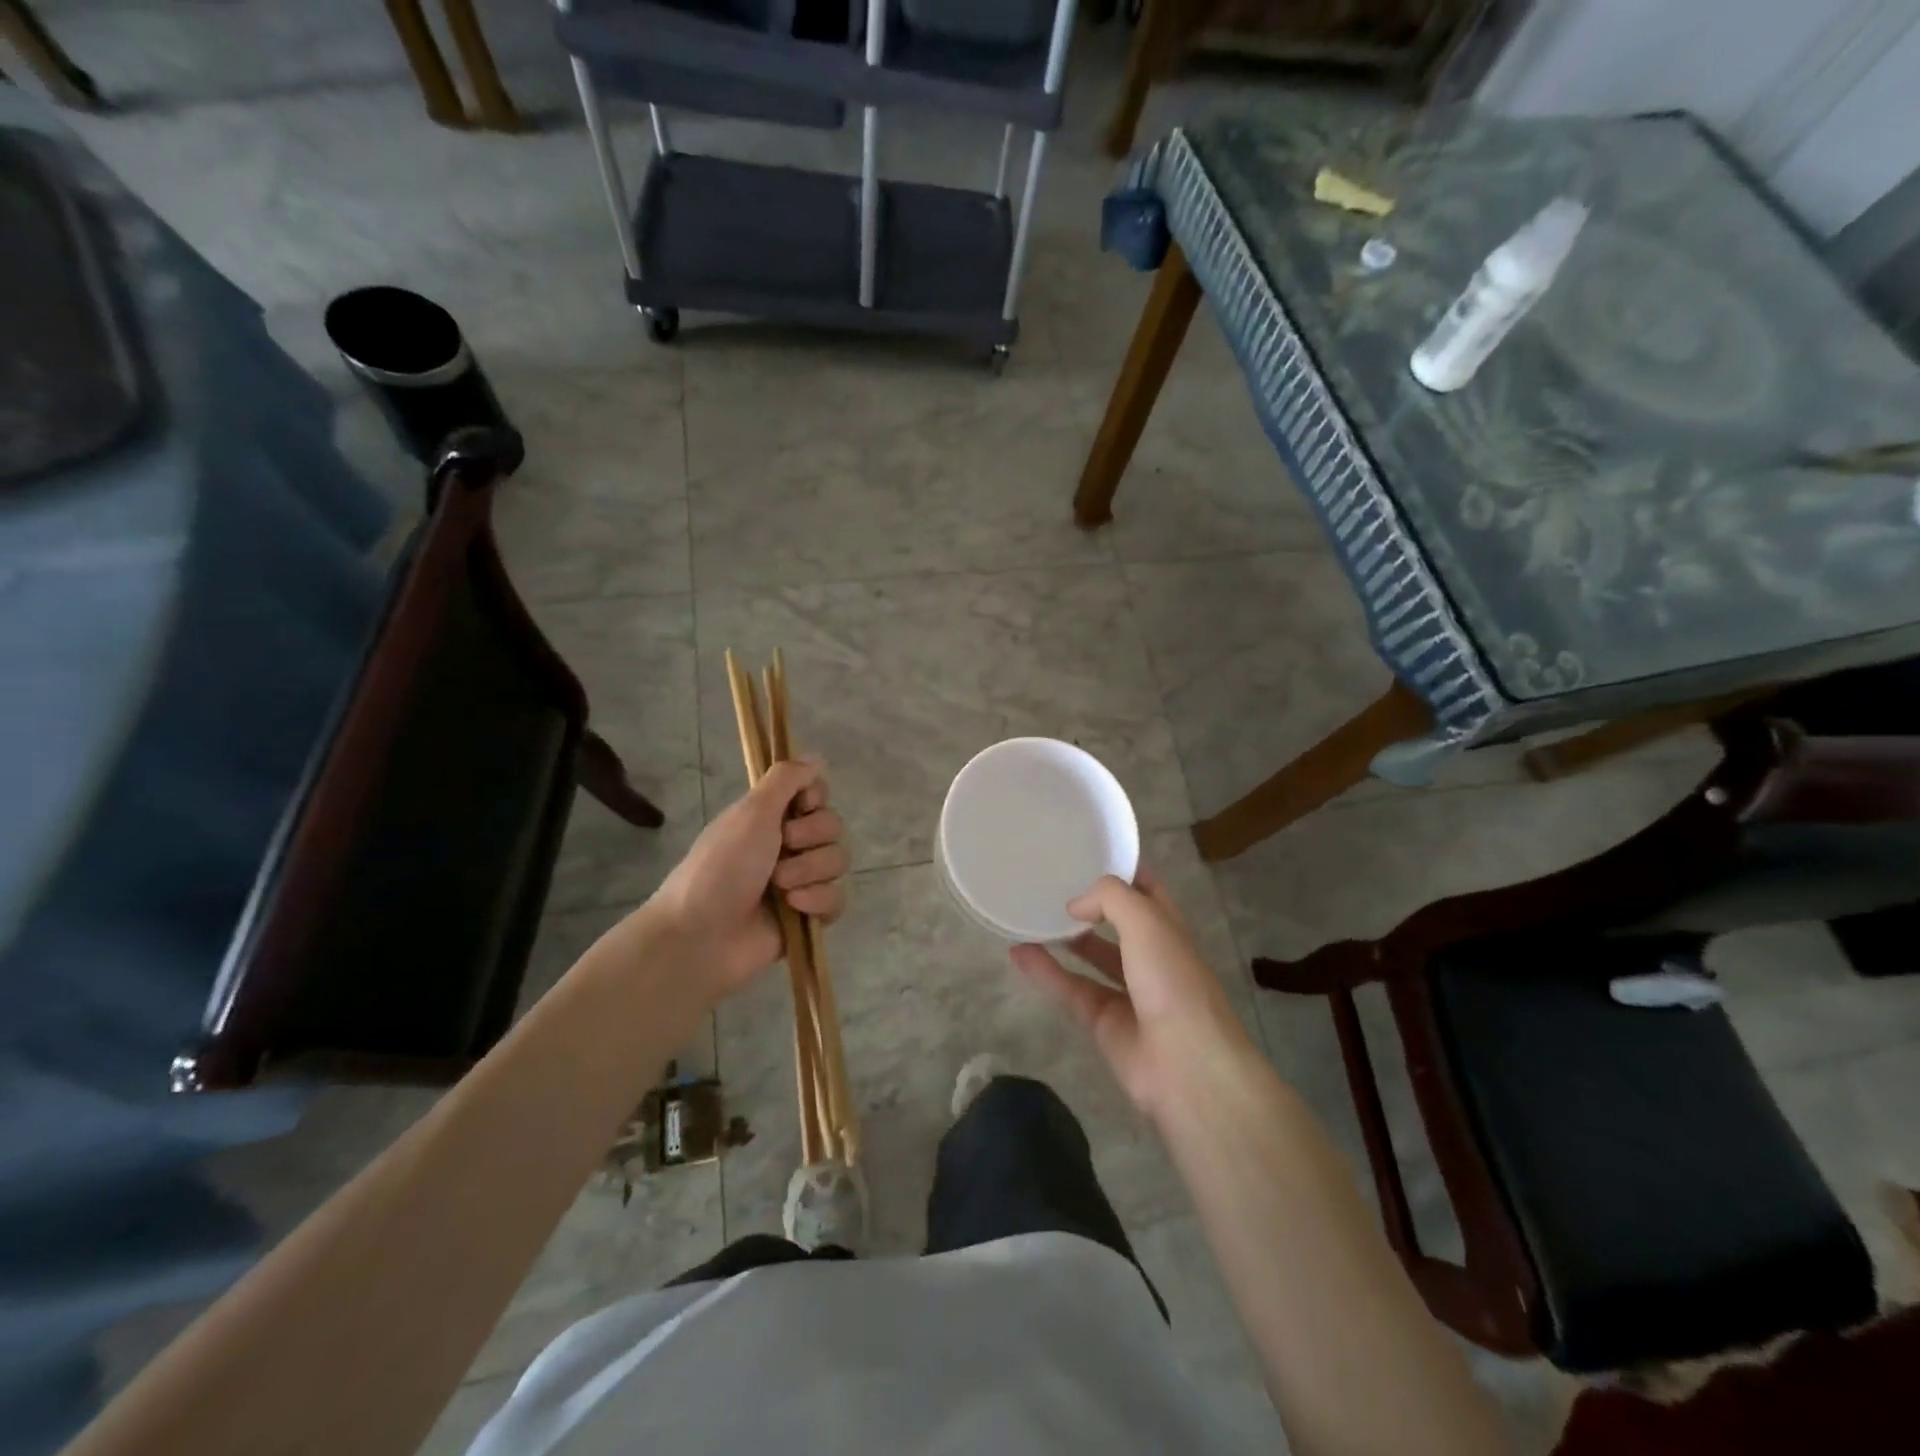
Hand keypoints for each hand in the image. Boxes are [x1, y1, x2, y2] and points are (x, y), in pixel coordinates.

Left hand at [648, 759, 847, 1002]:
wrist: (702, 936)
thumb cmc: (721, 867)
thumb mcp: (751, 812)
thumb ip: (786, 779)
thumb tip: (815, 758)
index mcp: (771, 817)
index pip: (817, 794)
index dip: (814, 799)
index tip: (798, 806)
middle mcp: (788, 845)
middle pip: (833, 826)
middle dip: (810, 838)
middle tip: (780, 850)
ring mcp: (800, 881)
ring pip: (838, 862)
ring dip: (809, 872)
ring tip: (779, 888)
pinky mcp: (809, 916)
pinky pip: (837, 899)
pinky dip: (817, 901)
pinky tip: (794, 908)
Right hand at [1010, 869, 1254, 1122]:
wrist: (1186, 1065)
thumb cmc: (1173, 981)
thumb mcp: (1147, 921)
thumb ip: (1109, 898)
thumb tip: (1075, 906)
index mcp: (1168, 928)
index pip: (1145, 889)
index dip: (1122, 870)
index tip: (1087, 852)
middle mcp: (1150, 956)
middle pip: (1116, 923)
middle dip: (1089, 905)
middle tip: (1050, 883)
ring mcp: (1127, 991)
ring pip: (1090, 956)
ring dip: (1063, 937)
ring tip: (1029, 915)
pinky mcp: (1103, 1021)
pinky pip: (1069, 988)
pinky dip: (1045, 971)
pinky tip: (1017, 952)